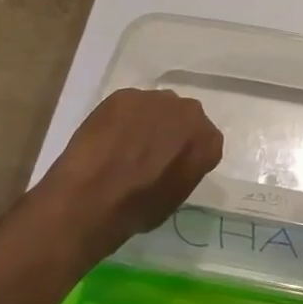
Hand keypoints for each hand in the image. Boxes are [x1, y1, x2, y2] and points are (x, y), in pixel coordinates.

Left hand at [33, 88, 223, 259]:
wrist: (94, 196)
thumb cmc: (139, 208)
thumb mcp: (176, 197)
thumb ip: (184, 171)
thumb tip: (171, 164)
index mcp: (208, 141)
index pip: (206, 142)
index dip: (188, 154)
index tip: (173, 166)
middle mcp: (190, 112)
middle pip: (183, 118)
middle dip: (171, 131)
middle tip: (150, 153)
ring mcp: (156, 99)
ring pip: (155, 108)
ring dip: (146, 122)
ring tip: (124, 144)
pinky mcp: (124, 95)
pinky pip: (128, 106)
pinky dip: (120, 119)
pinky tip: (107, 138)